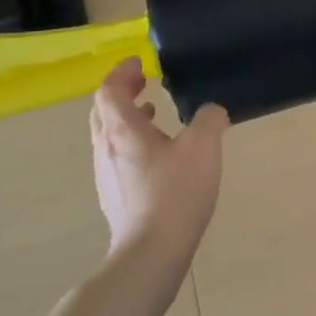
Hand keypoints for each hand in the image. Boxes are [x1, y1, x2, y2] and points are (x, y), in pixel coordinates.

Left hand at [90, 58, 228, 263]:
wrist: (151, 252)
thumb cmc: (175, 192)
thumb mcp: (203, 147)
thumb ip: (210, 119)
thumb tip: (212, 111)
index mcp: (123, 130)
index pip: (109, 90)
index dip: (122, 72)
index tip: (140, 63)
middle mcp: (106, 148)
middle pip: (103, 111)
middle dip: (121, 92)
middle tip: (144, 82)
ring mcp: (106, 174)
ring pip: (108, 135)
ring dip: (127, 117)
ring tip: (153, 113)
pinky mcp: (114, 195)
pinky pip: (116, 156)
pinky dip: (132, 141)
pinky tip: (157, 154)